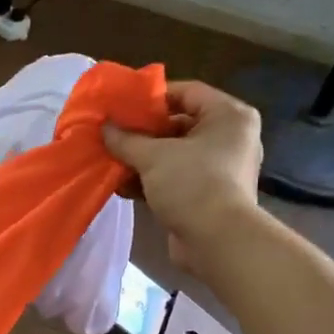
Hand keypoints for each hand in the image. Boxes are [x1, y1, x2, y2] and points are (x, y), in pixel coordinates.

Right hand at [102, 80, 263, 273]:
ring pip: (173, 154)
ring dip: (141, 159)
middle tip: (112, 133)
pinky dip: (150, 180)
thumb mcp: (153, 156)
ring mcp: (219, 169)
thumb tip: (104, 127)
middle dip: (142, 132)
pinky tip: (121, 185)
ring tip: (110, 159)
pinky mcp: (206, 195)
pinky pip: (174, 178)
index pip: (187, 92)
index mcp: (228, 116)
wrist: (217, 242)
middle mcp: (229, 138)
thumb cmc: (193, 184)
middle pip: (178, 124)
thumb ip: (125, 139)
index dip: (152, 97)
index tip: (122, 106)